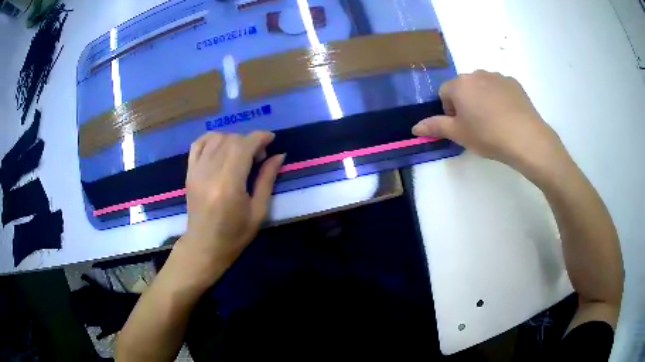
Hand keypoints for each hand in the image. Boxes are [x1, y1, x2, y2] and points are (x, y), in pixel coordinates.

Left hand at [175, 131, 284, 283]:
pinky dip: (211, 139)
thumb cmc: (235, 235)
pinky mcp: (189, 172)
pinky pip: (198, 144)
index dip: (260, 137)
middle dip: (249, 141)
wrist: (204, 246)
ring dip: (232, 139)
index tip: (271, 139)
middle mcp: (210, 173)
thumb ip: (267, 179)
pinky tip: (221, 146)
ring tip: (240, 154)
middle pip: (231, 139)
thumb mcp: (258, 211)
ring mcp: (196, 171)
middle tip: (259, 157)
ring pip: (215, 138)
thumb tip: (279, 155)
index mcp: (228, 185)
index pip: (243, 146)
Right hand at [412, 71, 568, 178]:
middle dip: (465, 103)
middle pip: (463, 87)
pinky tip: (507, 115)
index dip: (449, 111)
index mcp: (460, 84)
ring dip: (482, 99)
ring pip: (482, 86)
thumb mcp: (459, 134)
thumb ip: (435, 127)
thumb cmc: (488, 135)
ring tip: (494, 121)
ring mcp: (497, 76)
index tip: (461, 127)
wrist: (525, 138)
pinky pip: (499, 88)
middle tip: (477, 125)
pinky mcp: (513, 82)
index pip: (444, 93)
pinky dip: (499, 98)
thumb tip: (414, 127)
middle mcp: (476, 73)